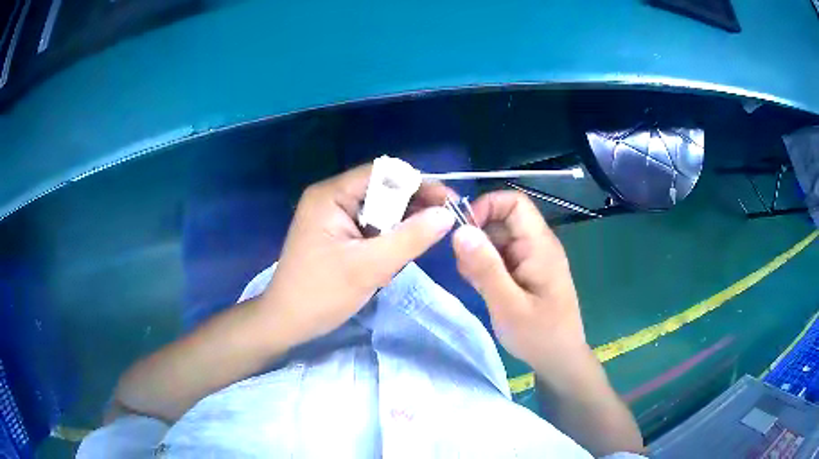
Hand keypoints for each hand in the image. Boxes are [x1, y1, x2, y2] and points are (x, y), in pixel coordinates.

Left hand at [261, 164, 454, 345]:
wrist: (287, 322)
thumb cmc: (322, 294)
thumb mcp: (369, 267)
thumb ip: (410, 238)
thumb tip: (447, 215)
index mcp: (331, 195)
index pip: (384, 173)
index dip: (420, 184)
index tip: (449, 204)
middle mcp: (331, 196)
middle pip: (383, 188)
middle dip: (414, 205)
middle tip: (443, 224)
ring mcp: (332, 214)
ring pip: (380, 208)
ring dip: (402, 223)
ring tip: (422, 241)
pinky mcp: (336, 232)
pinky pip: (370, 224)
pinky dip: (388, 236)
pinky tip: (397, 252)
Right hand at [452, 191, 588, 380]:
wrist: (560, 360)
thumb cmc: (539, 335)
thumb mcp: (508, 305)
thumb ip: (485, 268)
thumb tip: (460, 230)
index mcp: (539, 245)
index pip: (514, 202)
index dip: (486, 207)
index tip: (463, 233)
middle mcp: (536, 245)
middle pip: (502, 220)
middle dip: (477, 237)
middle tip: (465, 269)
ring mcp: (531, 259)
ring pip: (497, 239)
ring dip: (479, 256)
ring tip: (475, 284)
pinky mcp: (525, 272)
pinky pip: (500, 257)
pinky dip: (485, 268)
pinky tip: (484, 290)